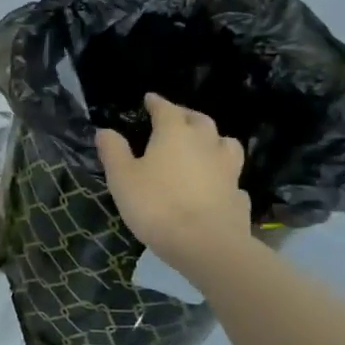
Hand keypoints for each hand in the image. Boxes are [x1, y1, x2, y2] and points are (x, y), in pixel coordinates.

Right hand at [96, 92, 250, 274]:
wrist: (206, 245)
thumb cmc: (157, 205)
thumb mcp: (122, 178)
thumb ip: (114, 151)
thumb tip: (105, 131)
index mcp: (175, 133)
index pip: (166, 108)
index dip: (156, 102)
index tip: (149, 99)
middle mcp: (205, 143)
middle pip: (199, 120)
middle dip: (186, 116)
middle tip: (176, 119)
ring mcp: (227, 169)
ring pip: (225, 144)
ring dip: (214, 140)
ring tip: (204, 146)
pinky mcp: (239, 196)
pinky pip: (232, 178)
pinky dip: (224, 176)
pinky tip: (218, 185)